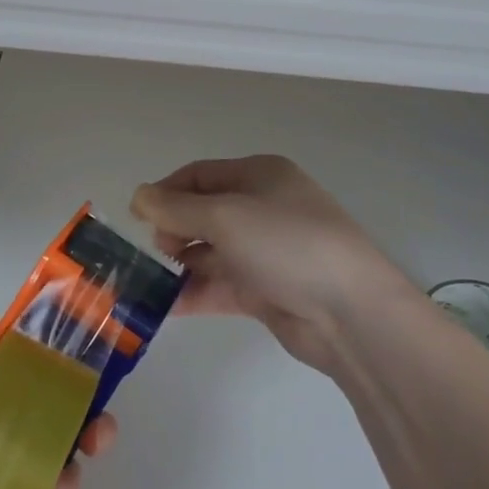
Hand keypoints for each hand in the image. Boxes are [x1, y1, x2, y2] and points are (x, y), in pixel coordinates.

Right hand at [133, 155, 413, 372]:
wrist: (351, 313)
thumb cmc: (286, 244)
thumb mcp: (225, 216)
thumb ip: (175, 208)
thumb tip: (138, 196)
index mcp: (259, 175)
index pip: (199, 175)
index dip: (165, 192)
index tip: (137, 217)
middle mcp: (263, 208)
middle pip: (203, 212)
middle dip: (173, 229)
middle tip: (157, 252)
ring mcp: (266, 251)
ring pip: (210, 251)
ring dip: (180, 264)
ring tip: (149, 283)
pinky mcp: (267, 290)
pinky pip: (221, 284)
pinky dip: (195, 292)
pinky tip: (165, 307)